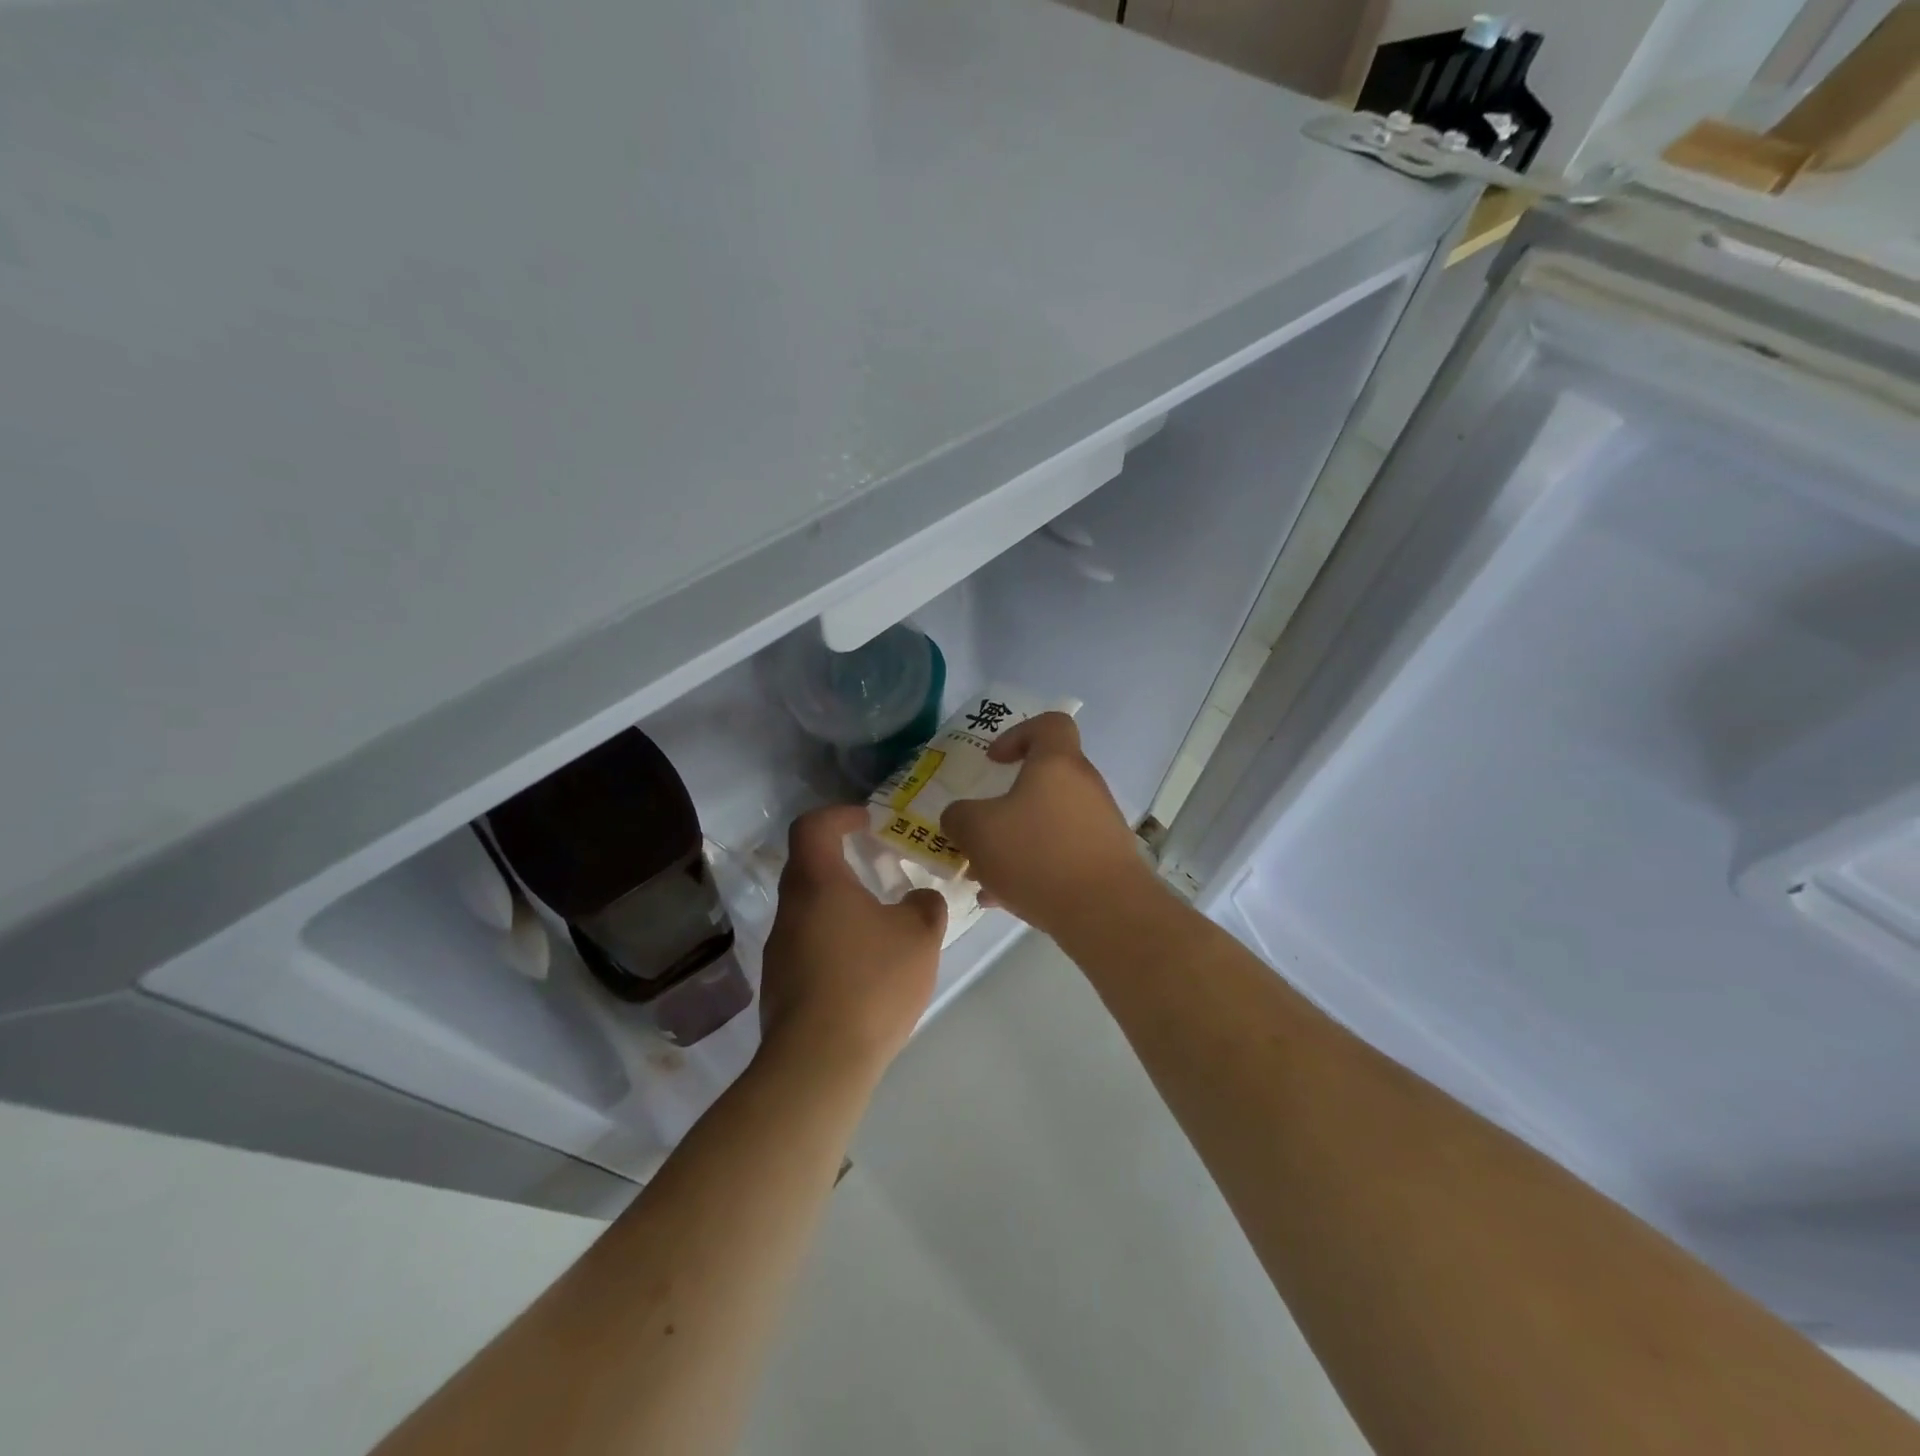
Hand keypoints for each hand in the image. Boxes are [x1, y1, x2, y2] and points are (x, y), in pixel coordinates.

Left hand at [758, 805, 946, 1074]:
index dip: (839, 815)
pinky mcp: (780, 985)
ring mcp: (779, 950)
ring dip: (840, 905)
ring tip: (880, 925)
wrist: (819, 1063)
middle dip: (843, 861)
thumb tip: (919, 899)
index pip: (813, 826)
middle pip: (808, 867)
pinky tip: (865, 969)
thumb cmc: (871, 983)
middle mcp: (790, 909)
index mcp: (817, 883)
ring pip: (809, 909)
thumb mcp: (919, 936)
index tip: (867, 821)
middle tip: (879, 869)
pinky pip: (808, 945)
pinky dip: (835, 940)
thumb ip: (925, 906)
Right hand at [940, 713, 1156, 938]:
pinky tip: (1005, 899)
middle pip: (1045, 778)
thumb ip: (958, 817)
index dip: (1018, 734)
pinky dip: (1035, 867)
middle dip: (1007, 802)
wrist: (1106, 911)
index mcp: (1057, 763)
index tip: (994, 761)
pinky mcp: (1106, 859)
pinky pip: (1062, 852)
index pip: (1049, 724)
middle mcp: (1085, 786)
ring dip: (1017, 840)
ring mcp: (1100, 824)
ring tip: (984, 875)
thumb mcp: (977, 831)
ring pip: (1049, 821)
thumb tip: (959, 817)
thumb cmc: (1038, 854)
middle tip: (981, 827)